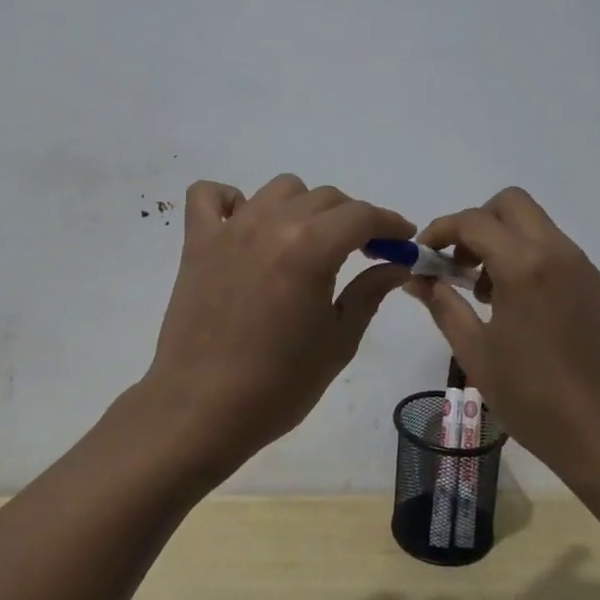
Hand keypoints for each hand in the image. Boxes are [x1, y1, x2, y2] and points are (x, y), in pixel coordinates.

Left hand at [142, 175, 414, 478]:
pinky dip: (231, 201)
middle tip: (363, 250)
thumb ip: (369, 292)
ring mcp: (230, 229)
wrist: (201, 410)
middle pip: (325, 198)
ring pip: (279, 189)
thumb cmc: (279, 384)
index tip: (403, 239)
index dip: (390, 223)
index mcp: (310, 247)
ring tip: (307, 241)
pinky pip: (209, 195)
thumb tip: (397, 264)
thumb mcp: (338, 340)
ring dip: (303, 206)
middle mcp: (271, 224)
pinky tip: (245, 225)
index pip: (362, 215)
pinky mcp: (197, 241)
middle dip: (353, 218)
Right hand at [404, 187, 599, 486]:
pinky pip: (557, 253)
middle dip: (477, 223)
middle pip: (512, 204)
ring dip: (504, 242)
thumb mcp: (476, 354)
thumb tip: (417, 279)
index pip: (473, 221)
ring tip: (487, 295)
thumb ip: (443, 306)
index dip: (441, 230)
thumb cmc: (535, 400)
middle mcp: (558, 254)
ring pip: (537, 226)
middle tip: (459, 265)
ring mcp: (584, 269)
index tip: (423, 255)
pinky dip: (530, 260)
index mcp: (525, 266)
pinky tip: (522, 312)